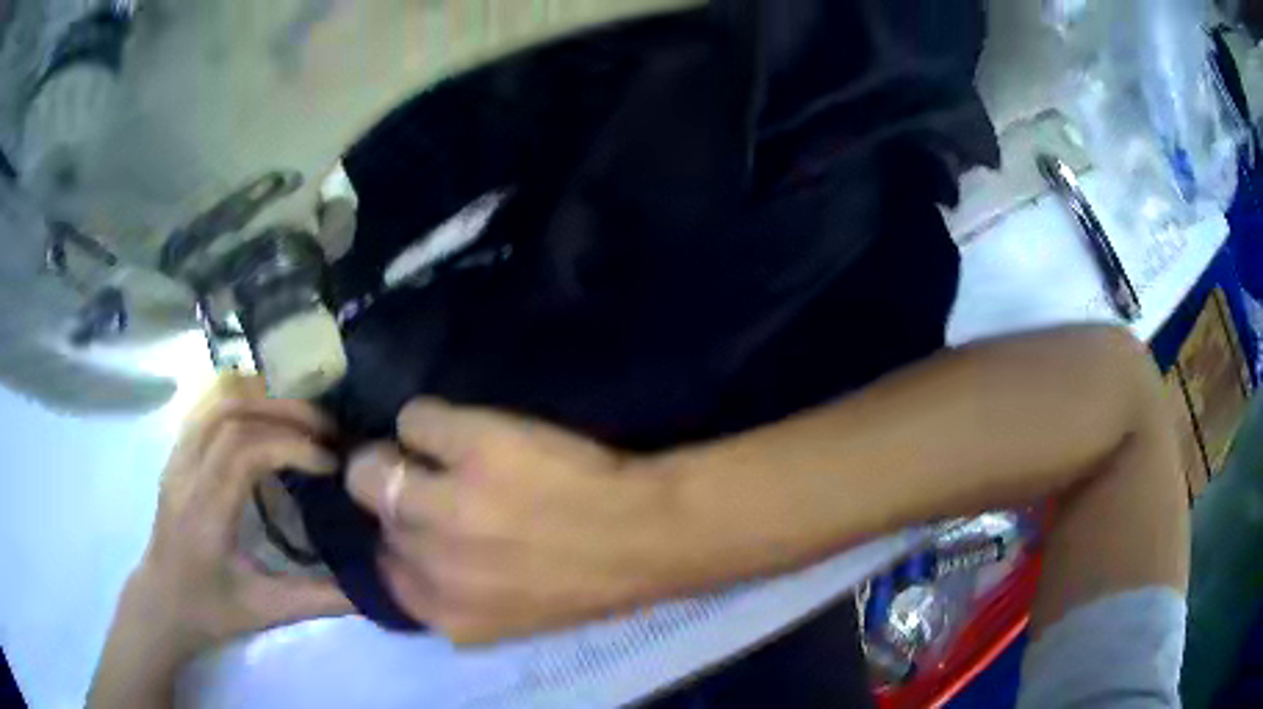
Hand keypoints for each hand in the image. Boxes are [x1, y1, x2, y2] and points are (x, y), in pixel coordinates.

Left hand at [129, 395, 354, 658]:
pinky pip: (207, 403)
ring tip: (302, 416)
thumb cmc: (211, 610)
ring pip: (216, 396)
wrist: (162, 602)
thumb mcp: (267, 612)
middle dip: (285, 410)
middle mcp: (186, 471)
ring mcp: (178, 454)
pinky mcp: (178, 450)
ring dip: (264, 395)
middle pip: (231, 409)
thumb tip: (374, 588)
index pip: (243, 449)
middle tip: (327, 430)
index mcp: (204, 511)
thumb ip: (321, 600)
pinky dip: (243, 396)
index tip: (330, 463)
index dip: (291, 445)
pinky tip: (266, 413)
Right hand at [346, 400, 685, 643]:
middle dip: (394, 496)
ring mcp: (446, 504)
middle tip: (427, 485)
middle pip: (375, 512)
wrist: (643, 537)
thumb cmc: (581, 579)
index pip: (384, 568)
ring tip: (442, 457)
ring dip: (401, 457)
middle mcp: (430, 562)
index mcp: (442, 613)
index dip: (402, 539)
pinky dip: (431, 423)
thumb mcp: (502, 614)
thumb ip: (448, 592)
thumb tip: (405, 552)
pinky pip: (414, 420)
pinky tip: (467, 433)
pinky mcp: (470, 446)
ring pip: (374, 468)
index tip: (421, 525)